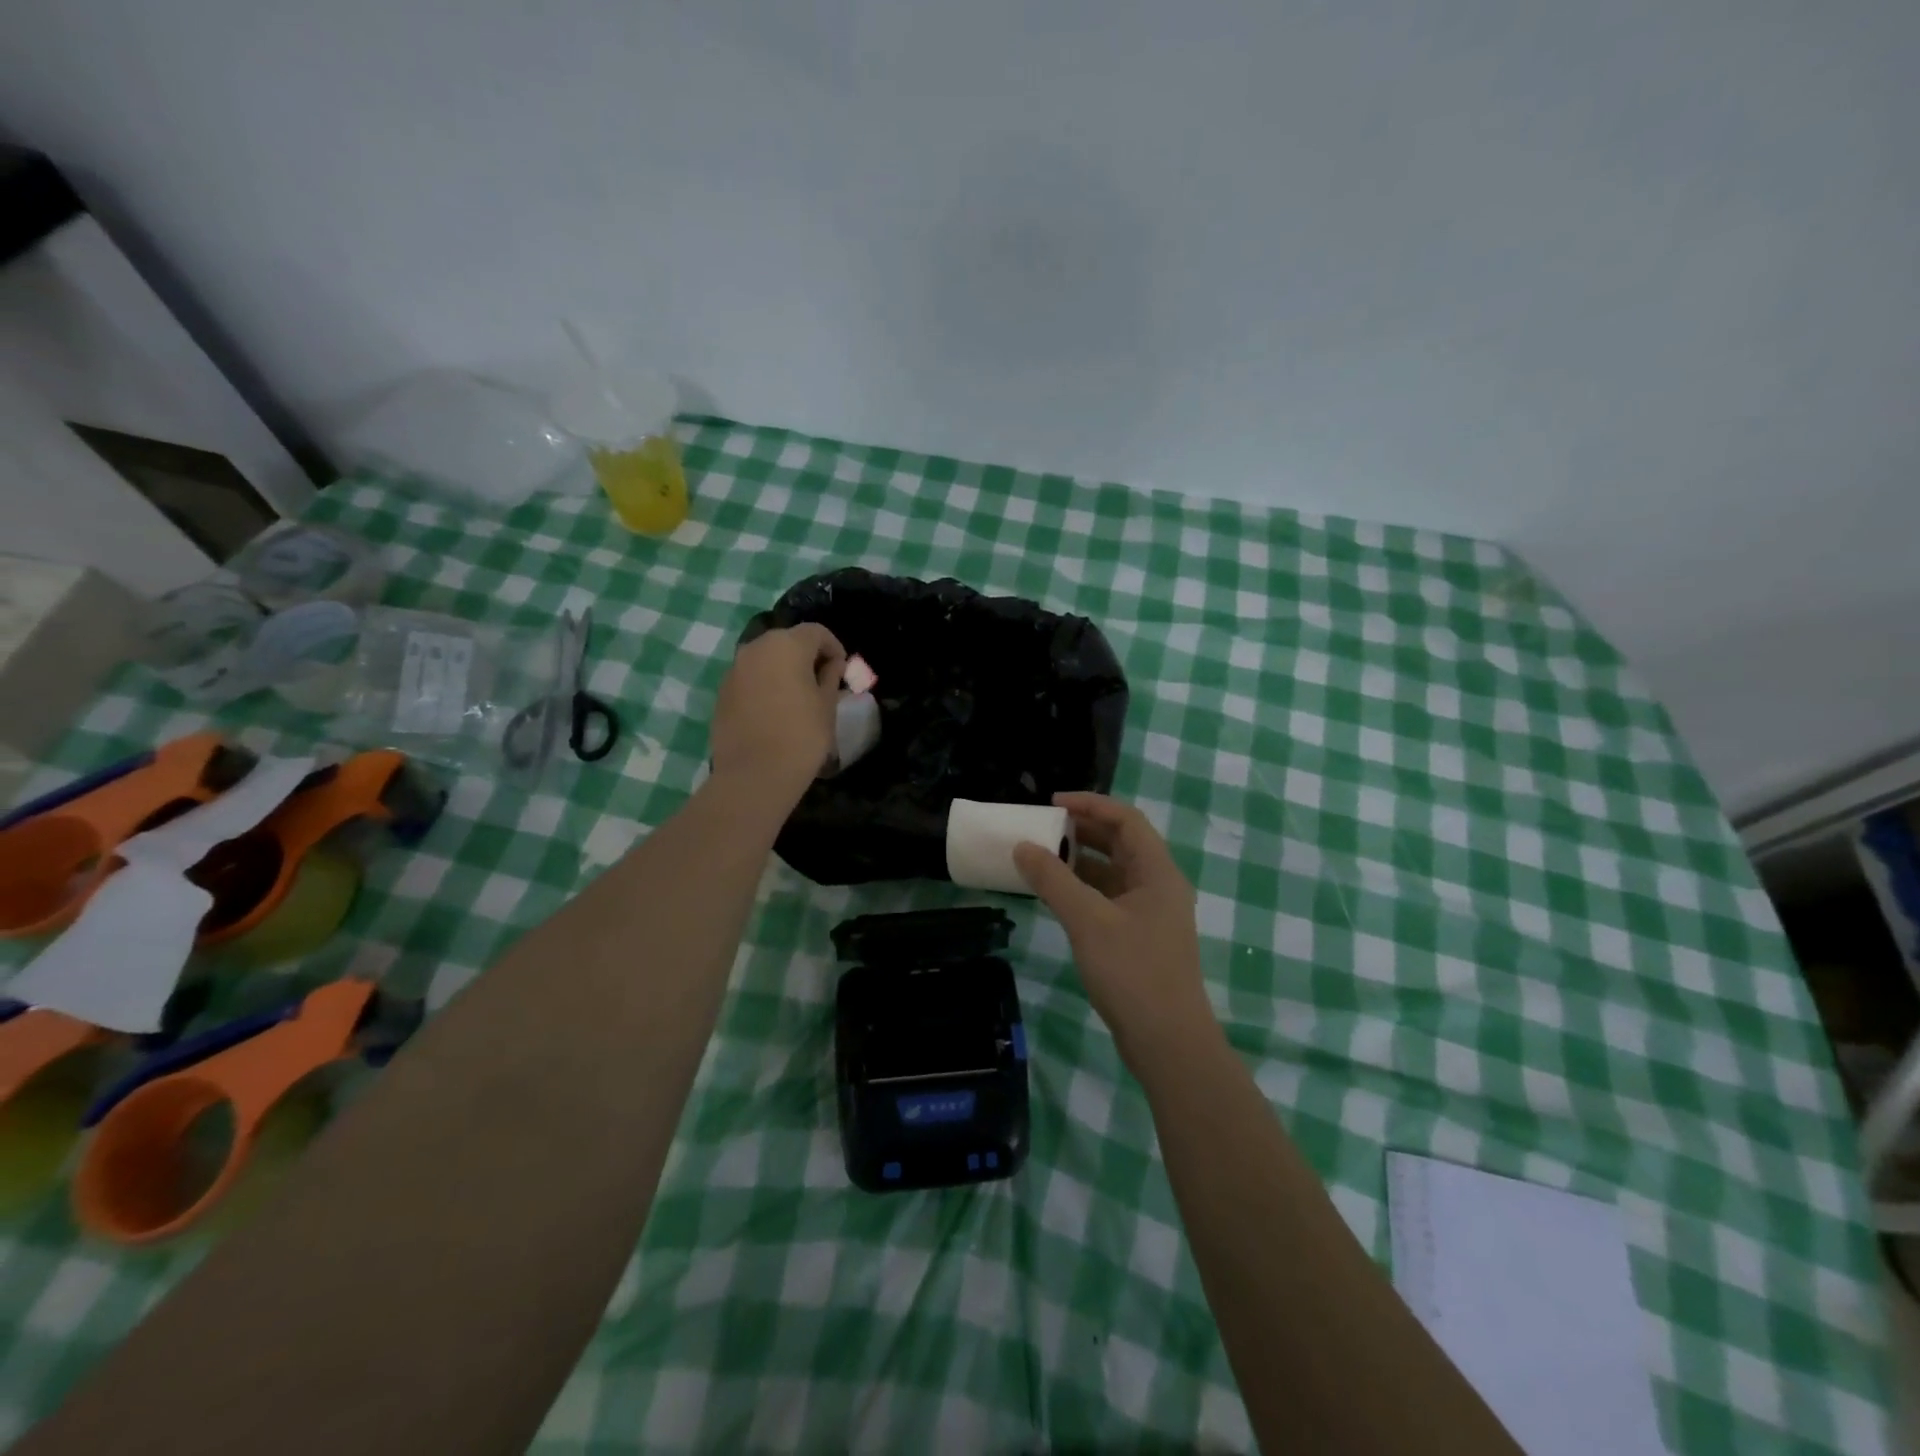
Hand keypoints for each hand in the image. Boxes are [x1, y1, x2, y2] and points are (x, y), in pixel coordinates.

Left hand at [710, 624, 845, 797]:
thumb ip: (830, 676)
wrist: (755, 775)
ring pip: (766, 659)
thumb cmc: (802, 736)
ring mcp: (735, 670)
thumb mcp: (827, 705)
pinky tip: (775, 712)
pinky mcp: (722, 692)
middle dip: (807, 656)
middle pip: (787, 641)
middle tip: (822, 682)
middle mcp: (756, 648)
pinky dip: (765, 685)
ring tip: (798, 698)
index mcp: (786, 645)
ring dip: (784, 670)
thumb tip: (831, 665)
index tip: (842, 671)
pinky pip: (750, 679)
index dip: (834, 648)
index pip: (816, 632)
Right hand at [1013, 793, 1216, 1068]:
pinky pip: (1109, 899)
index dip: (1090, 804)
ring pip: (1113, 873)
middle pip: (1121, 843)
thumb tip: (1023, 846)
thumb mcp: (1087, 921)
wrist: (1168, 1043)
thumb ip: (1053, 880)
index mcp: (1158, 872)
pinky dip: (1084, 890)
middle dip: (1082, 831)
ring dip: (1081, 861)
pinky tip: (1057, 896)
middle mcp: (1158, 886)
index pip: (1126, 819)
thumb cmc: (1132, 973)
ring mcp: (1151, 914)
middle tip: (1044, 827)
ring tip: (1043, 857)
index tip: (1052, 803)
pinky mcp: (1140, 938)